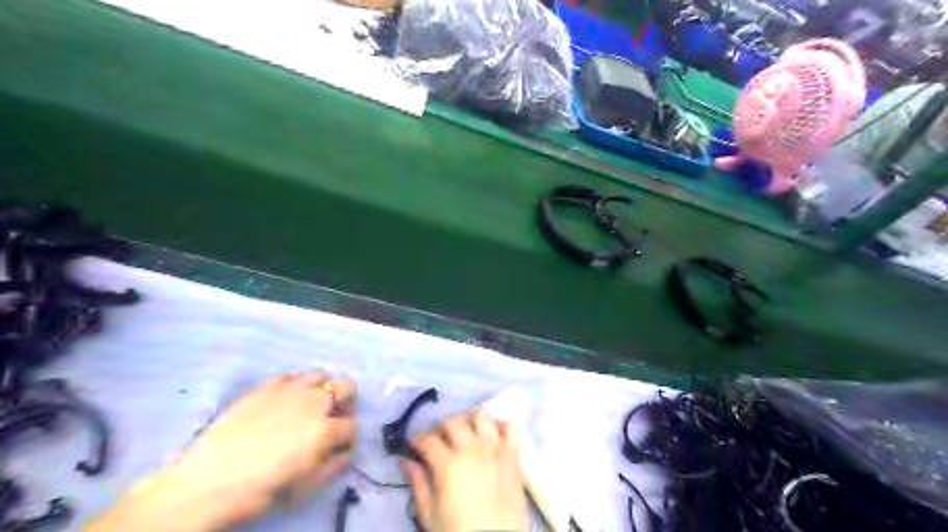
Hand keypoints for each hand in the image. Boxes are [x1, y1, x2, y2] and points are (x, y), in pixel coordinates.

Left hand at [85, 370, 357, 531]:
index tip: (340, 447)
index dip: (349, 437)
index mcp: (325, 429)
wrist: (207, 483)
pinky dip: (295, 385)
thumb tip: (343, 451)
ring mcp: (289, 390)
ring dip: (322, 390)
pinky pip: (291, 376)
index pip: (352, 425)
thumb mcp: (305, 487)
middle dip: (345, 403)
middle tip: (332, 419)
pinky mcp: (265, 386)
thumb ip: (333, 465)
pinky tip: (284, 401)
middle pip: (346, 387)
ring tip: (309, 407)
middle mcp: (314, 402)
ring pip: (321, 374)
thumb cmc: (260, 490)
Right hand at [404, 410, 530, 528]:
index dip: (416, 440)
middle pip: (452, 421)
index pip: (427, 439)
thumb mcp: (430, 515)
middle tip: (438, 440)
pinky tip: (491, 436)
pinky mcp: (514, 454)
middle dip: (440, 427)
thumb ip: (418, 484)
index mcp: (448, 464)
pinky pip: (511, 427)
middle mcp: (472, 448)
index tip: (413, 446)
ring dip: (469, 420)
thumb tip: (406, 461)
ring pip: (480, 415)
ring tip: (465, 433)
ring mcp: (496, 448)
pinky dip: (500, 425)